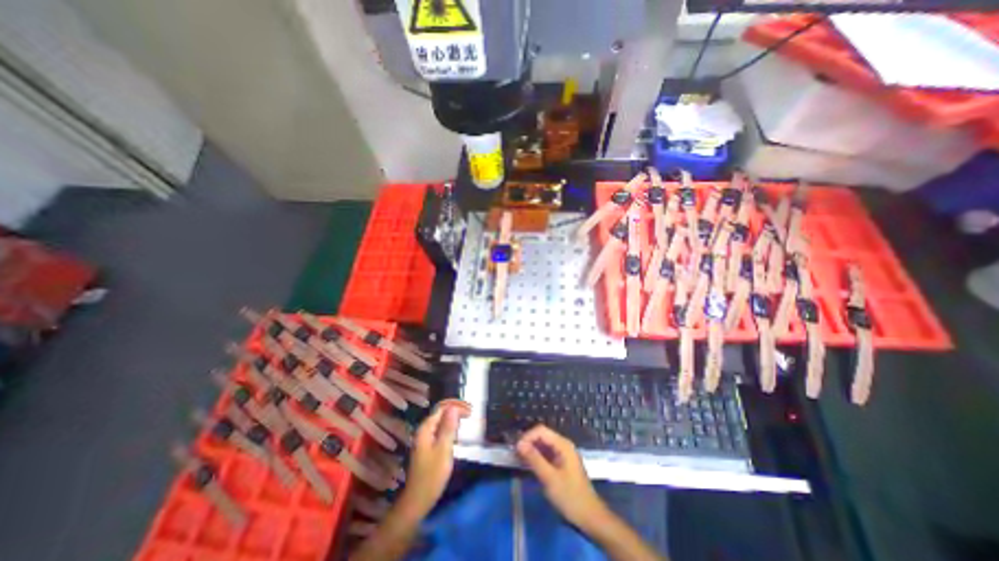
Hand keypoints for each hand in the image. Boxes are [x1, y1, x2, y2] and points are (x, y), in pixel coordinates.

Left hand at [396, 402, 470, 515]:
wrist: (417, 501)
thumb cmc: (432, 475)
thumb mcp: (443, 450)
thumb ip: (448, 427)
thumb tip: (454, 407)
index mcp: (426, 428)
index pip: (442, 408)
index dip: (456, 405)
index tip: (470, 410)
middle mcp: (424, 430)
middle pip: (441, 412)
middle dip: (456, 410)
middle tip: (471, 413)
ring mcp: (425, 439)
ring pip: (441, 421)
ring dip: (454, 418)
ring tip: (467, 420)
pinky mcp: (428, 447)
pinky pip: (440, 430)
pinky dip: (450, 428)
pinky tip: (458, 432)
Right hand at [514, 426, 608, 529]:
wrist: (590, 517)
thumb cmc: (570, 497)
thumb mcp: (549, 478)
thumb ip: (534, 459)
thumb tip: (519, 444)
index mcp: (563, 444)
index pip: (541, 430)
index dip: (527, 436)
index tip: (516, 449)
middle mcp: (563, 445)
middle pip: (542, 436)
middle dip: (528, 442)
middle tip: (515, 454)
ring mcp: (563, 454)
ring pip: (543, 445)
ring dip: (531, 450)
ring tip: (519, 459)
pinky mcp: (562, 463)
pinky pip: (546, 454)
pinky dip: (537, 457)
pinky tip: (530, 465)